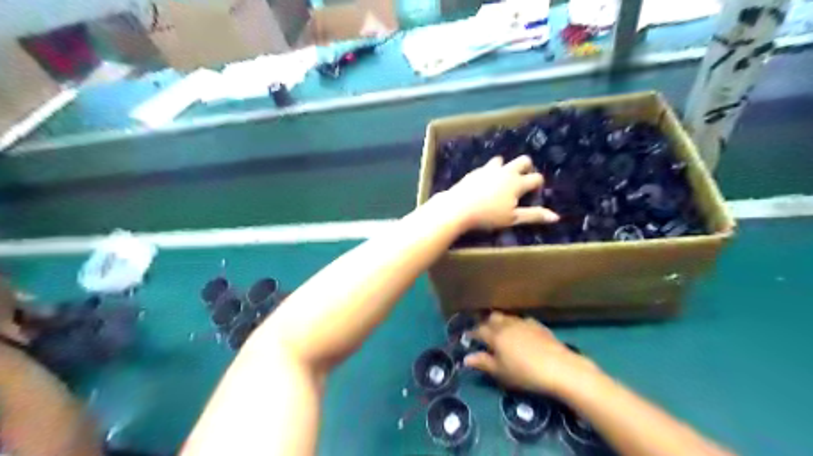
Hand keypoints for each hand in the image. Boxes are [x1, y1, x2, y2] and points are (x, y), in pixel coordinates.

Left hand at [439, 156, 560, 227]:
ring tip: (502, 181)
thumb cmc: (488, 215)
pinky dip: (490, 172)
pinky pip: (487, 167)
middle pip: (523, 160)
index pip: (536, 177)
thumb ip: (534, 215)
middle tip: (522, 181)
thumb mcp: (512, 218)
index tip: (533, 194)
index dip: (538, 185)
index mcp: (517, 183)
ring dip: (506, 167)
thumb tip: (556, 217)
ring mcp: (489, 169)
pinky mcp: (475, 171)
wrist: (458, 207)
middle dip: (527, 167)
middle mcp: (506, 171)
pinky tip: (485, 183)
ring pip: (502, 160)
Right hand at [464, 313, 595, 394]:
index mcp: (495, 335)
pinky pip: (522, 321)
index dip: (472, 334)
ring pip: (507, 317)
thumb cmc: (524, 373)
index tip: (468, 337)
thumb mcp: (501, 372)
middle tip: (484, 334)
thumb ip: (483, 363)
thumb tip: (466, 358)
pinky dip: (517, 325)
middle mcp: (507, 324)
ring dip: (501, 323)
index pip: (479, 331)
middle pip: (493, 318)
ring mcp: (523, 323)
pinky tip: (521, 332)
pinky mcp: (538, 325)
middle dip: (486, 324)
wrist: (559, 367)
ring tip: (501, 332)